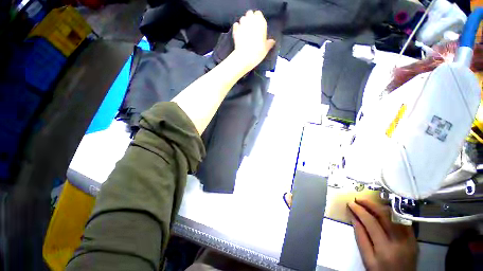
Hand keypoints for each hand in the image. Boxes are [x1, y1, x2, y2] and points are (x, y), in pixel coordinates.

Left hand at [232, 10, 275, 71]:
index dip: (258, 19)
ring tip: (245, 31)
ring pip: (242, 18)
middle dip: (250, 19)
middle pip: (250, 14)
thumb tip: (273, 41)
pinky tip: (239, 33)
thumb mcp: (266, 48)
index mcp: (260, 22)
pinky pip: (236, 25)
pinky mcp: (235, 30)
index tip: (259, 26)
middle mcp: (251, 20)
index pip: (259, 14)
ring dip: (244, 23)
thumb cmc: (258, 52)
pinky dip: (237, 28)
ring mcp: (242, 24)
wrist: (245, 57)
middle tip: (252, 28)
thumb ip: (269, 43)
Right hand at [348, 198, 417, 270]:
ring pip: (395, 216)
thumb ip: (361, 238)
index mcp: (385, 249)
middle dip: (370, 205)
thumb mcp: (367, 259)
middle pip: (385, 216)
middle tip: (358, 199)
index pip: (371, 222)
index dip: (359, 210)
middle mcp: (400, 242)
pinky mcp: (414, 239)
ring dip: (380, 207)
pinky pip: (402, 221)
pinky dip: (391, 214)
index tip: (350, 203)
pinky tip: (383, 212)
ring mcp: (410, 240)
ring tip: (369, 203)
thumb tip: (354, 217)